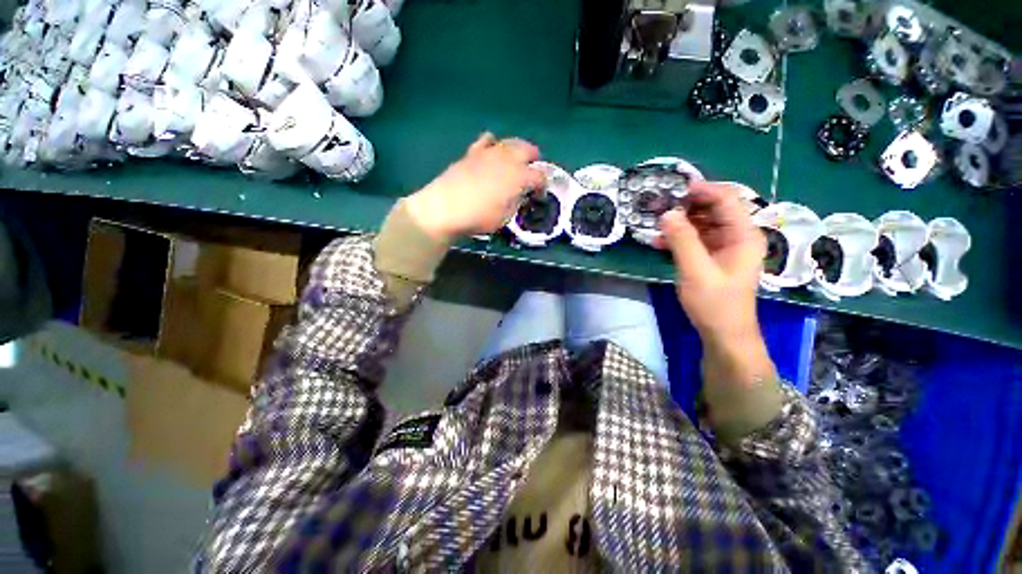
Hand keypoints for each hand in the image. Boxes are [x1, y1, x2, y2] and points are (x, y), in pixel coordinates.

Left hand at [404, 133, 545, 242]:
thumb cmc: (478, 217)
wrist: (445, 208)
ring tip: (513, 164)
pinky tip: (491, 154)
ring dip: (517, 151)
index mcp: (518, 176)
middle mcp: (507, 159)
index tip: (539, 195)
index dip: (543, 186)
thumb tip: (520, 194)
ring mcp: (489, 152)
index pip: (540, 176)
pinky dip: (493, 145)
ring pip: (510, 142)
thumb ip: (516, 202)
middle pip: (529, 149)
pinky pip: (487, 140)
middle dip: (534, 161)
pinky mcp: (473, 152)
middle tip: (530, 175)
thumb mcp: (505, 217)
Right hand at [658, 181, 775, 390]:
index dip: (703, 190)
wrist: (724, 333)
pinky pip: (697, 240)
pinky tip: (660, 242)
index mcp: (743, 235)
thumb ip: (682, 240)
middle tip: (660, 207)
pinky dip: (679, 238)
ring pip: (703, 224)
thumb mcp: (695, 270)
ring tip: (656, 225)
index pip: (727, 200)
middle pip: (714, 210)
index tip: (675, 189)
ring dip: (680, 223)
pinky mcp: (714, 258)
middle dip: (687, 206)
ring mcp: (726, 248)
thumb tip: (667, 214)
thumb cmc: (715, 303)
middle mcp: (738, 236)